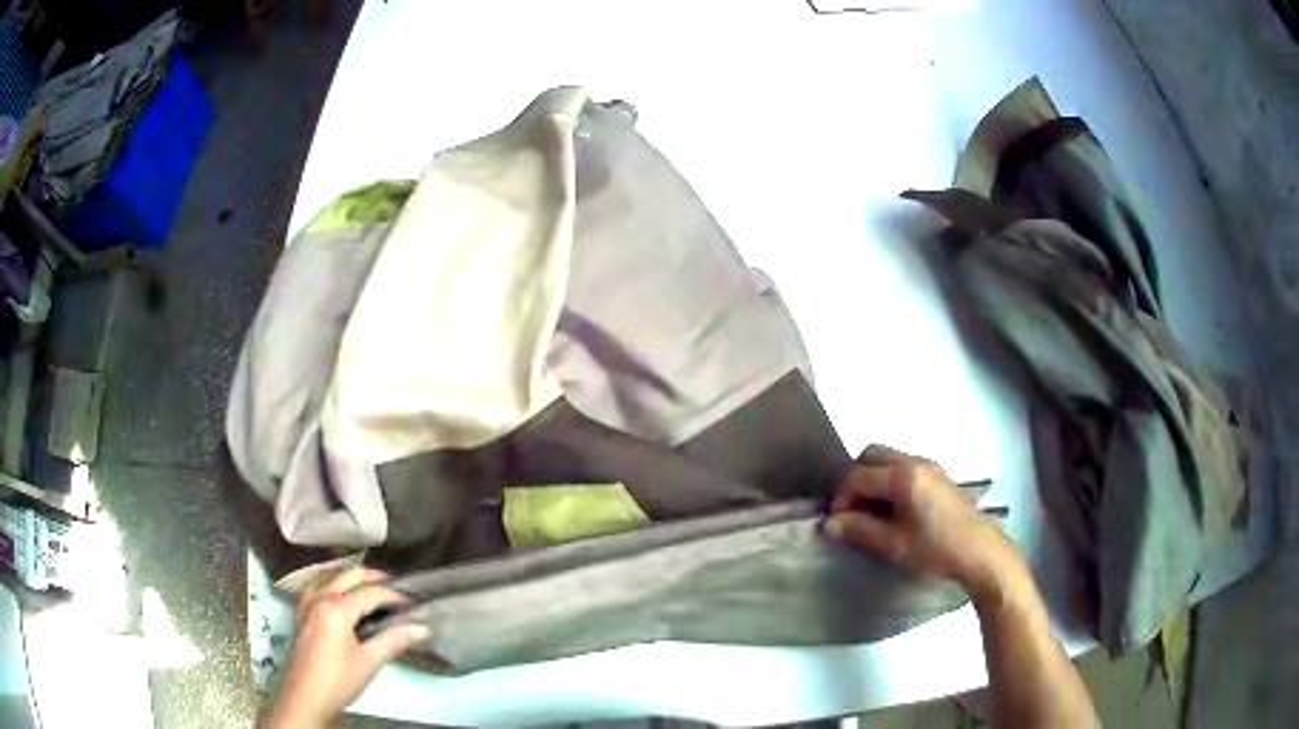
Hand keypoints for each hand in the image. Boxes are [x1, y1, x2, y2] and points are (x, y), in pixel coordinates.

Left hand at [265, 567, 428, 728]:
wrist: (306, 695)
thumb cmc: (339, 680)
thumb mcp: (369, 662)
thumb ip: (393, 640)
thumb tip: (422, 628)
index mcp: (337, 608)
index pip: (369, 592)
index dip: (392, 595)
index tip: (411, 602)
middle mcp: (320, 597)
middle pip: (348, 576)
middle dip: (372, 577)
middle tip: (394, 586)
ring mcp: (307, 602)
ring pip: (329, 575)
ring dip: (350, 575)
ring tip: (369, 583)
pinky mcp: (301, 611)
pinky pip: (315, 584)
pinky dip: (330, 580)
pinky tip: (337, 589)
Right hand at [825, 445, 1023, 604]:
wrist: (979, 552)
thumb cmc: (936, 548)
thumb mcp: (894, 544)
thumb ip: (860, 529)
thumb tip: (829, 524)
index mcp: (903, 476)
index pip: (858, 475)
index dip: (841, 497)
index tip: (835, 522)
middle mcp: (915, 462)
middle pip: (872, 455)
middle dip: (855, 480)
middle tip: (852, 511)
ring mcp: (929, 466)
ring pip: (888, 461)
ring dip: (873, 481)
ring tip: (870, 514)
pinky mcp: (937, 477)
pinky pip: (903, 468)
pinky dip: (889, 483)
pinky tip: (892, 512)